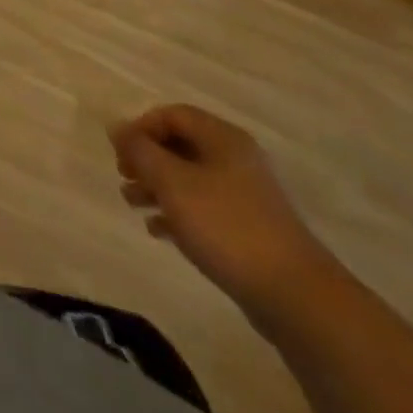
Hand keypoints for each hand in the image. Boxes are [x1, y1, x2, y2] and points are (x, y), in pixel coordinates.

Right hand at [109, 104, 340, 327]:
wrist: (296, 297)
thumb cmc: (226, 226)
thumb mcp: (171, 182)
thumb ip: (139, 150)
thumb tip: (116, 127)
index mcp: (223, 139)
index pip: (173, 114)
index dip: (141, 127)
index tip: (121, 153)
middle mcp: (236, 159)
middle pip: (180, 145)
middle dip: (146, 159)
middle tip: (123, 177)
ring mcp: (246, 196)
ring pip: (189, 178)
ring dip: (157, 186)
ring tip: (132, 203)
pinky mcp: (249, 230)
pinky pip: (204, 209)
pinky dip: (177, 213)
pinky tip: (158, 231)